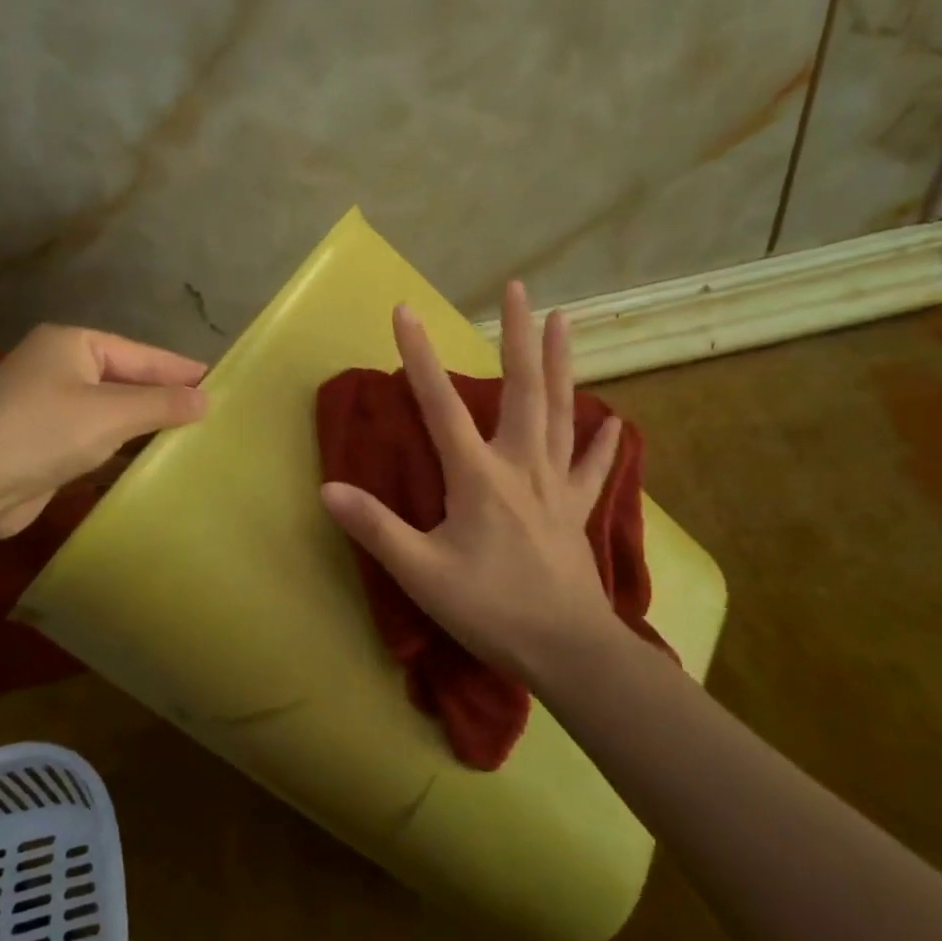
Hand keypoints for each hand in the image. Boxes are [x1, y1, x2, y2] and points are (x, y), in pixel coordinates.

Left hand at [0, 325, 207, 541]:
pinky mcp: (44, 444)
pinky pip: (95, 439)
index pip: (141, 354)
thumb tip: (206, 399)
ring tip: (192, 435)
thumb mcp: (110, 413)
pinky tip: (151, 460)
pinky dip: (122, 447)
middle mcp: (60, 369)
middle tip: (211, 410)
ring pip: (111, 412)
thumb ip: (161, 403)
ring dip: (145, 425)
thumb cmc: (42, 431)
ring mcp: (49, 407)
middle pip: (126, 380)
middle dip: (165, 397)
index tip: (219, 380)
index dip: (180, 368)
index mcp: (72, 344)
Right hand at [319, 283, 622, 681]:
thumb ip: (376, 528)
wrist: (568, 650)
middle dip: (517, 336)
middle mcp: (521, 465)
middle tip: (519, 290)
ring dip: (562, 363)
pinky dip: (602, 443)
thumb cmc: (492, 609)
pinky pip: (593, 467)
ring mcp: (557, 484)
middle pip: (523, 389)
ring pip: (562, 411)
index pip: (440, 405)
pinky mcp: (579, 508)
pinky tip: (614, 423)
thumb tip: (328, 490)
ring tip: (564, 321)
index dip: (418, 357)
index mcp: (479, 476)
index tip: (404, 311)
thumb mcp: (422, 574)